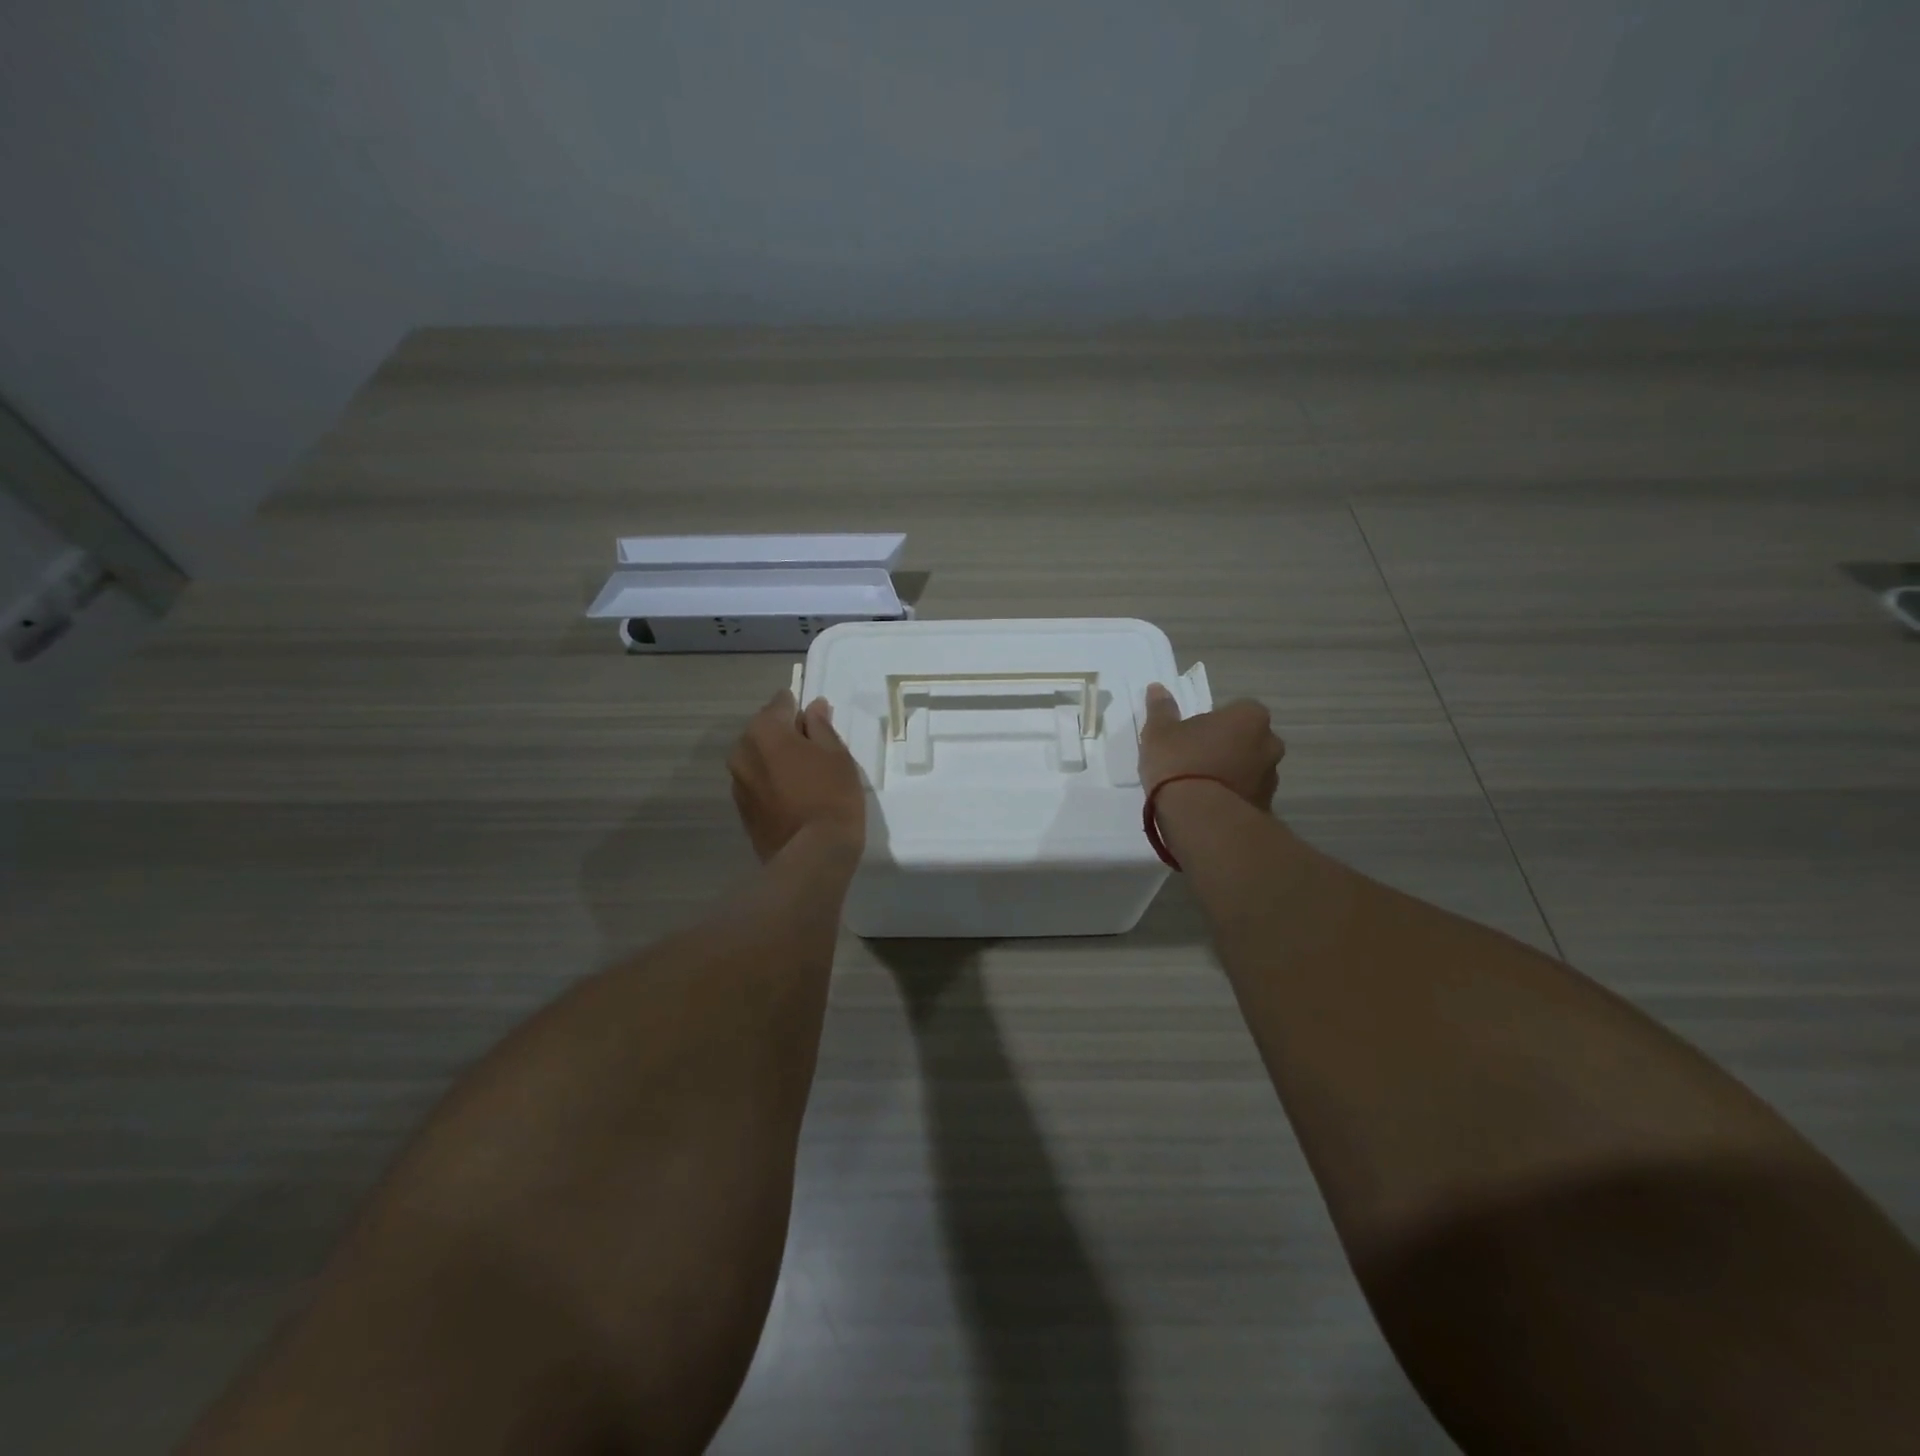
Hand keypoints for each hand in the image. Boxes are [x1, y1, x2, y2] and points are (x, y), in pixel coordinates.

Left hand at [728, 690, 866, 861]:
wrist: (812, 854)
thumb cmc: (831, 795)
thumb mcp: (837, 754)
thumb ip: (821, 726)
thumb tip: (813, 707)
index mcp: (764, 730)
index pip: (780, 703)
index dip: (800, 708)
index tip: (817, 719)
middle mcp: (742, 751)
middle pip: (765, 730)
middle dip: (786, 734)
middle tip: (815, 749)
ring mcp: (737, 782)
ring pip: (759, 758)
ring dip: (777, 759)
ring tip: (806, 775)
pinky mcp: (741, 809)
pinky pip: (757, 782)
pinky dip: (772, 782)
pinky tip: (794, 796)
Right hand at [1139, 683, 1285, 810]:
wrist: (1199, 817)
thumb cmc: (1180, 763)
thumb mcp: (1159, 732)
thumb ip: (1161, 709)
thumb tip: (1157, 688)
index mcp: (1249, 717)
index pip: (1236, 710)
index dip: (1214, 722)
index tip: (1192, 735)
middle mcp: (1269, 743)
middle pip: (1247, 740)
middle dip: (1228, 747)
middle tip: (1196, 759)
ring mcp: (1271, 778)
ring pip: (1249, 768)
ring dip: (1232, 773)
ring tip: (1200, 788)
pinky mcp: (1265, 808)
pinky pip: (1246, 795)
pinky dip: (1232, 797)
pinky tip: (1207, 807)